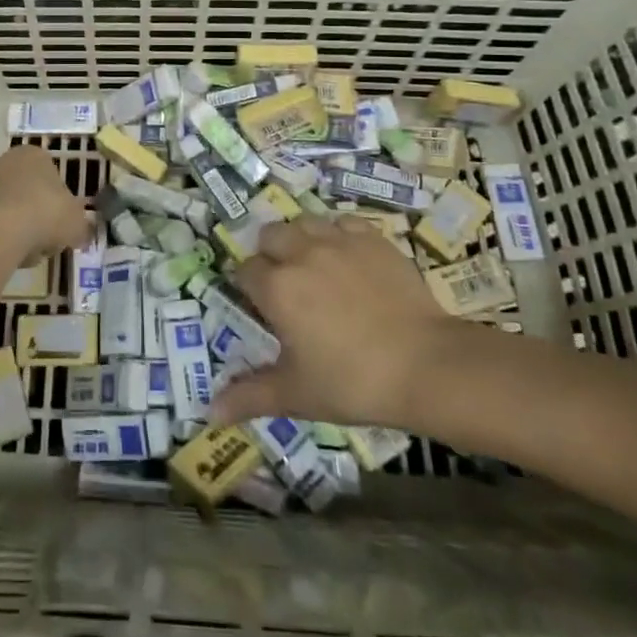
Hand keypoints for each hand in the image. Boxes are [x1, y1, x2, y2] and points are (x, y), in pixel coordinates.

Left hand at [0, 145, 88, 266]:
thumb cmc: (47, 214)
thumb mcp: (77, 223)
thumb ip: (80, 225)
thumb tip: (79, 232)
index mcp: (36, 154)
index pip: (53, 178)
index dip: (60, 205)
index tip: (62, 226)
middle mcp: (8, 161)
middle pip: (30, 194)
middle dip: (38, 219)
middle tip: (46, 242)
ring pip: (11, 211)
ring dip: (20, 231)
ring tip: (27, 252)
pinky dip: (2, 239)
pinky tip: (8, 253)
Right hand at [210, 217, 495, 434]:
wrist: (426, 365)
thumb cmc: (353, 382)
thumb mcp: (296, 394)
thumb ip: (249, 396)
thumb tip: (209, 414)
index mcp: (276, 287)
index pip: (245, 270)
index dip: (248, 287)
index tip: (262, 307)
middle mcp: (301, 253)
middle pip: (270, 235)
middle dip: (271, 255)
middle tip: (287, 286)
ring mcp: (339, 241)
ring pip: (304, 223)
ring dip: (301, 239)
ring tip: (315, 266)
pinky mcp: (373, 239)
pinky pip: (344, 224)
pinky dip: (339, 235)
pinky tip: (349, 259)